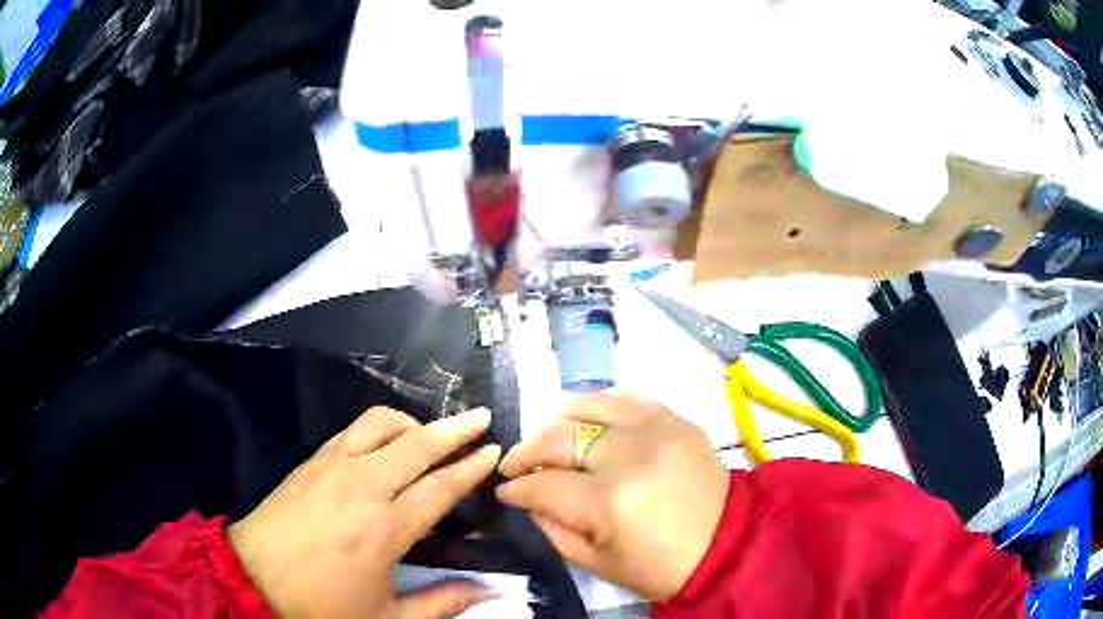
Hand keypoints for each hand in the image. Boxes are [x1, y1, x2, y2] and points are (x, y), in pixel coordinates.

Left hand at [228, 407, 501, 617]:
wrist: (253, 579)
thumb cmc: (323, 605)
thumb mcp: (388, 616)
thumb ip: (444, 601)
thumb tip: (494, 590)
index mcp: (386, 529)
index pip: (440, 486)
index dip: (471, 466)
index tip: (493, 449)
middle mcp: (362, 486)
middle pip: (416, 443)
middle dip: (454, 428)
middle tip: (481, 418)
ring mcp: (332, 467)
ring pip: (380, 423)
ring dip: (412, 422)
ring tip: (430, 433)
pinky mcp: (310, 461)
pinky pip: (351, 430)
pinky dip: (378, 428)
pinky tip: (385, 443)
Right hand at [497, 394, 729, 601]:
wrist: (728, 545)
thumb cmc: (661, 567)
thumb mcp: (597, 563)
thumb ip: (552, 528)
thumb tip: (526, 497)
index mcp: (609, 501)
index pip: (543, 484)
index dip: (517, 487)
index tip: (506, 489)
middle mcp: (628, 454)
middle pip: (559, 437)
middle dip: (527, 452)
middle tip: (517, 464)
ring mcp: (655, 429)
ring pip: (588, 405)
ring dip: (558, 421)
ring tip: (548, 439)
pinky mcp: (675, 419)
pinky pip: (626, 397)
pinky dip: (600, 405)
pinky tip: (589, 422)